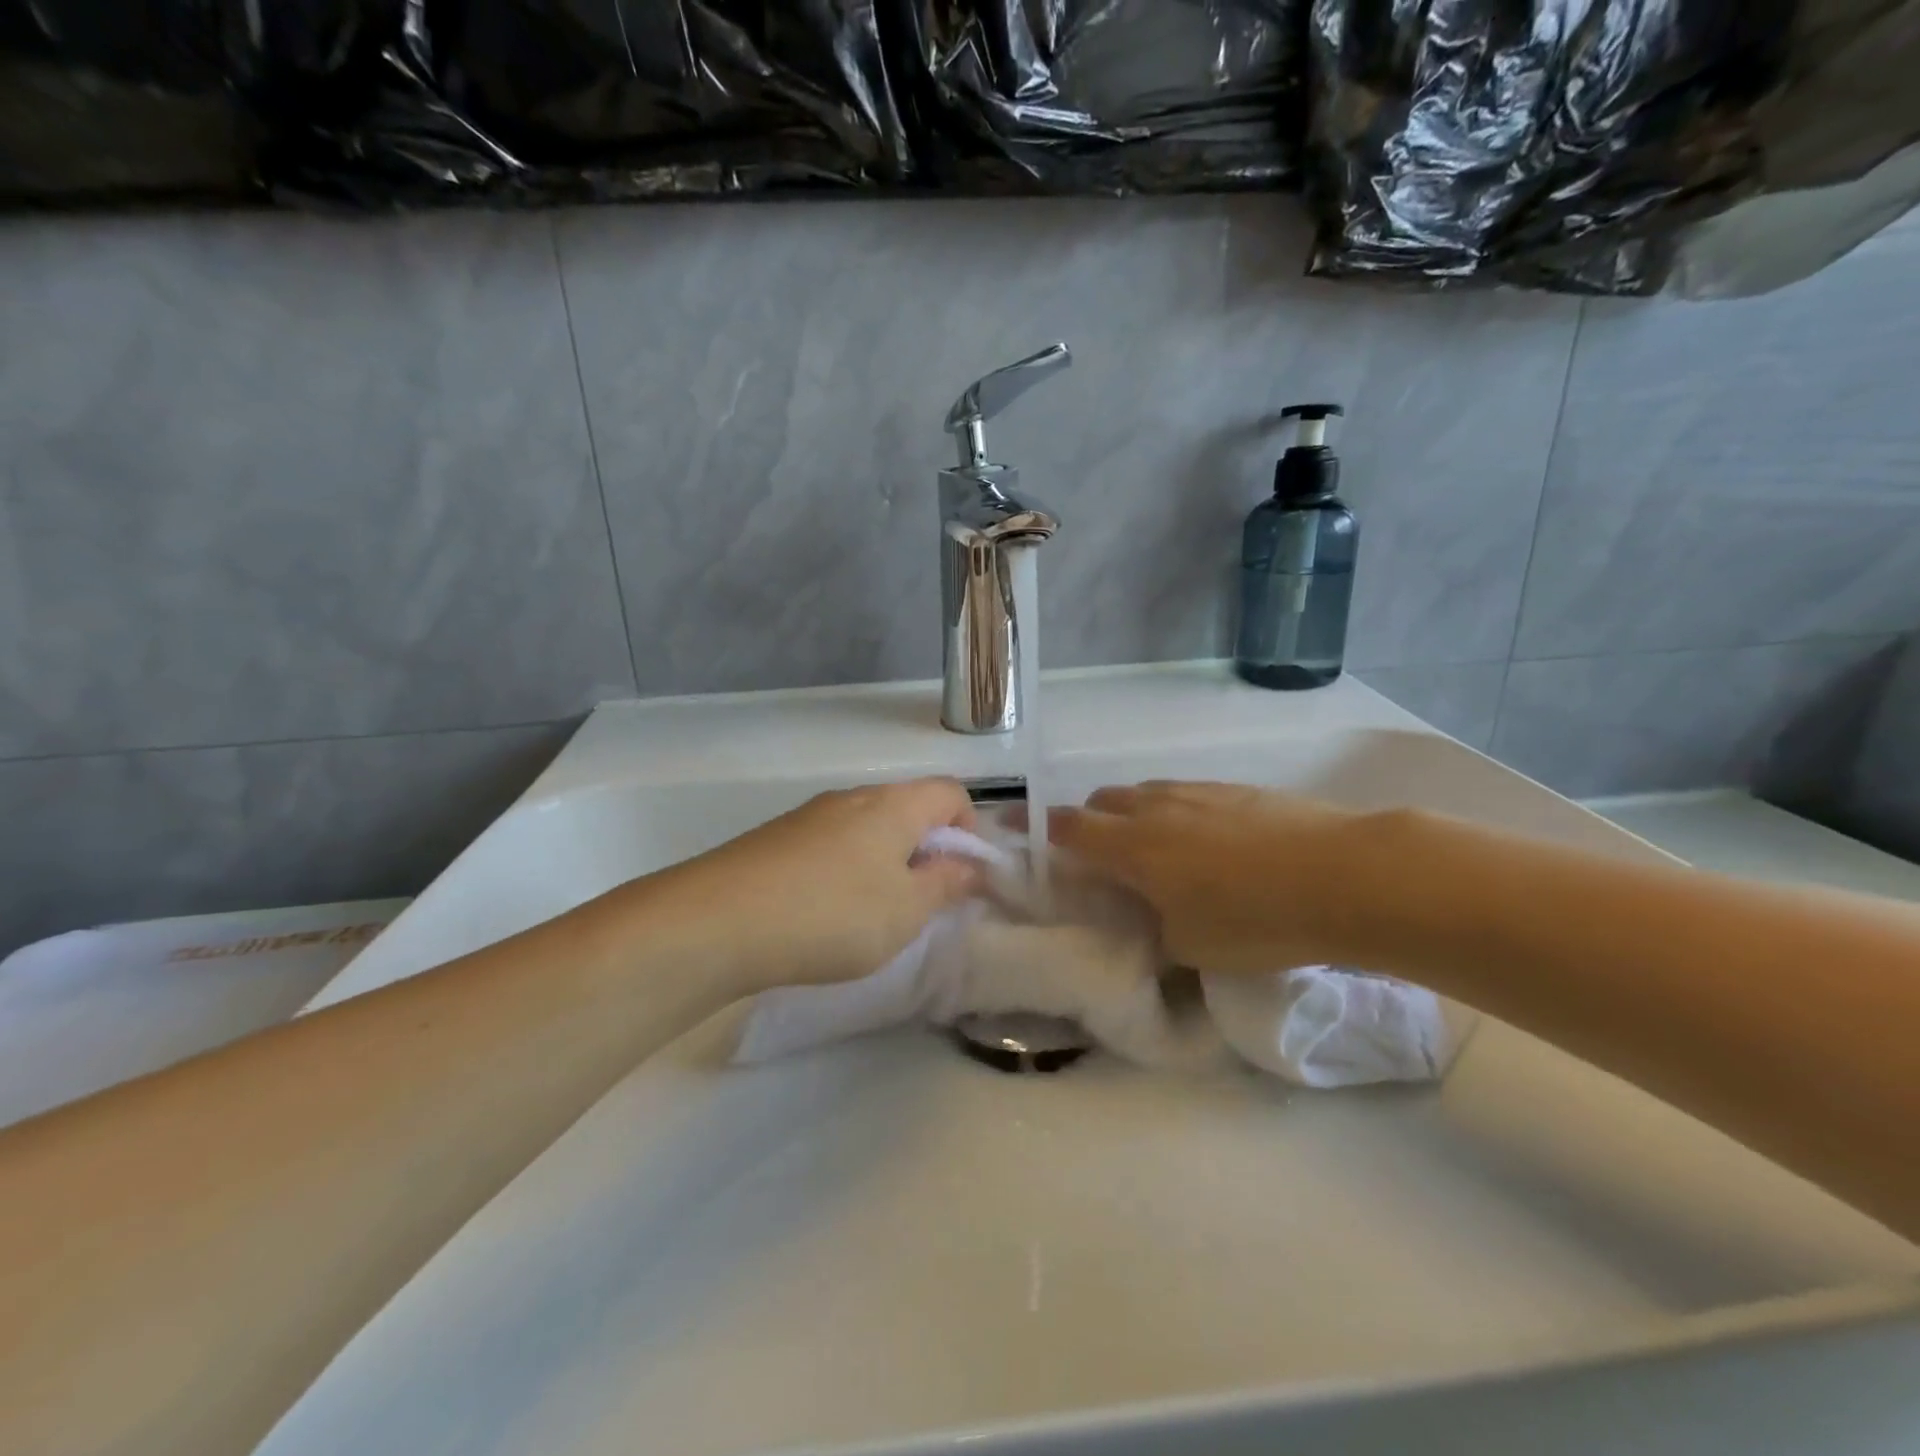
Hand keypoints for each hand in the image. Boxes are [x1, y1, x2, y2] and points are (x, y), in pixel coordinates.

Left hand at [633, 778, 980, 990]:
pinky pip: (830, 843)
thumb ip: (945, 884)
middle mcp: (853, 798)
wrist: (716, 921)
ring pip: (866, 827)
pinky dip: (845, 869)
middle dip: (926, 848)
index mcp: (894, 805)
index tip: (962, 875)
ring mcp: (810, 815)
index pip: (950, 792)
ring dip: (884, 861)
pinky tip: (825, 912)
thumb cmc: (832, 914)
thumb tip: (969, 865)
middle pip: (907, 807)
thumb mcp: (905, 912)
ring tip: (873, 913)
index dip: (969, 828)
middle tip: (921, 901)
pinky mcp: (777, 838)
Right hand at [1052, 781, 1360, 973]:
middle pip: (1102, 801)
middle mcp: (1155, 807)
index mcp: (1131, 845)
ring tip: (1150, 849)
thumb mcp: (1191, 946)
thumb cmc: (1256, 920)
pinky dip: (1174, 813)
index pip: (1067, 827)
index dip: (1035, 827)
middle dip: (1088, 823)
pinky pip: (1185, 795)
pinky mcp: (1237, 789)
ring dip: (1132, 814)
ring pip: (1145, 794)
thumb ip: (1153, 930)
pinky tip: (1204, 842)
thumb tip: (1145, 921)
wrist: (1346, 874)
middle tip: (1095, 856)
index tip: (1012, 826)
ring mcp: (1198, 791)